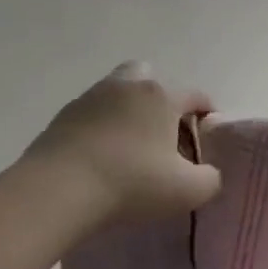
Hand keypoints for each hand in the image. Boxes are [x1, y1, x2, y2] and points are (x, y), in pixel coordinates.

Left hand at [18, 62, 221, 226]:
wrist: (57, 191)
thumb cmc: (132, 183)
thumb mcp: (188, 190)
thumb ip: (210, 179)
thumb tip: (208, 172)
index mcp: (162, 96)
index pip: (195, 95)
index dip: (207, 113)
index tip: (208, 137)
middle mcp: (127, 86)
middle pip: (149, 76)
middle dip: (160, 98)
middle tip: (163, 132)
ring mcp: (90, 98)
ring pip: (117, 93)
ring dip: (127, 112)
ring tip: (131, 148)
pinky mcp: (62, 118)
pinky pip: (91, 115)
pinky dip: (101, 129)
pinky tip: (102, 158)